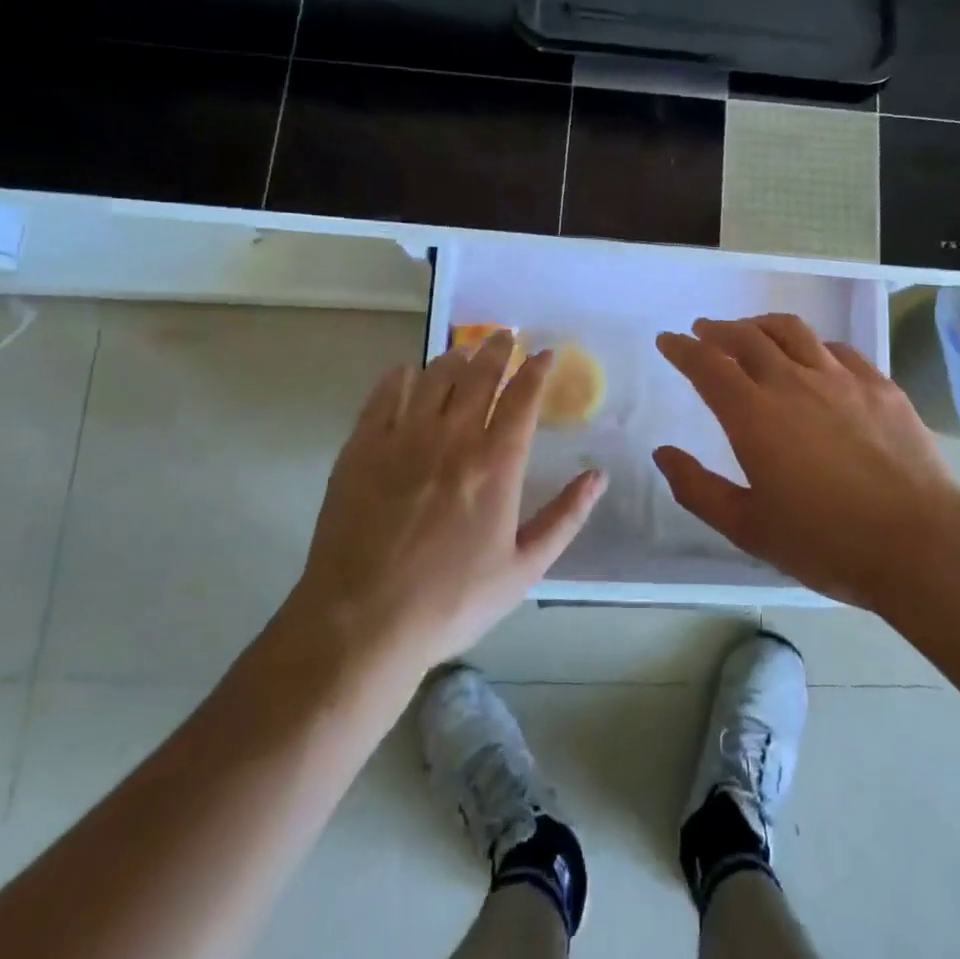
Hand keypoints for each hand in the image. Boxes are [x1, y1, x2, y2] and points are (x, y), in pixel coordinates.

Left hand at [285, 331, 604, 678]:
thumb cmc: (451, 601)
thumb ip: (565, 517)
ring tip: (465, 350)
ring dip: (455, 356)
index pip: (522, 397)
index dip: (536, 369)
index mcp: (496, 464)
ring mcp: (403, 438)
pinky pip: (384, 395)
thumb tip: (598, 475)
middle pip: (479, 375)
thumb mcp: (523, 569)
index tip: (545, 353)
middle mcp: (453, 437)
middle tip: (505, 335)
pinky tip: (408, 372)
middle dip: (497, 349)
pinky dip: (401, 376)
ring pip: (434, 377)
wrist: (361, 623)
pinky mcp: (362, 448)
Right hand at [654, 314, 959, 608]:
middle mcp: (793, 382)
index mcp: (754, 415)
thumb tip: (663, 454)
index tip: (668, 340)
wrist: (918, 543)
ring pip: (792, 331)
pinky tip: (813, 356)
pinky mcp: (879, 385)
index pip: (707, 365)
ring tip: (751, 331)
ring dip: (762, 325)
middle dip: (719, 330)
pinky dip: (812, 344)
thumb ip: (697, 489)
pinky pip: (837, 349)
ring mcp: (841, 378)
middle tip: (704, 331)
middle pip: (747, 337)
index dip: (683, 349)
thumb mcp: (748, 527)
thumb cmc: (825, 542)